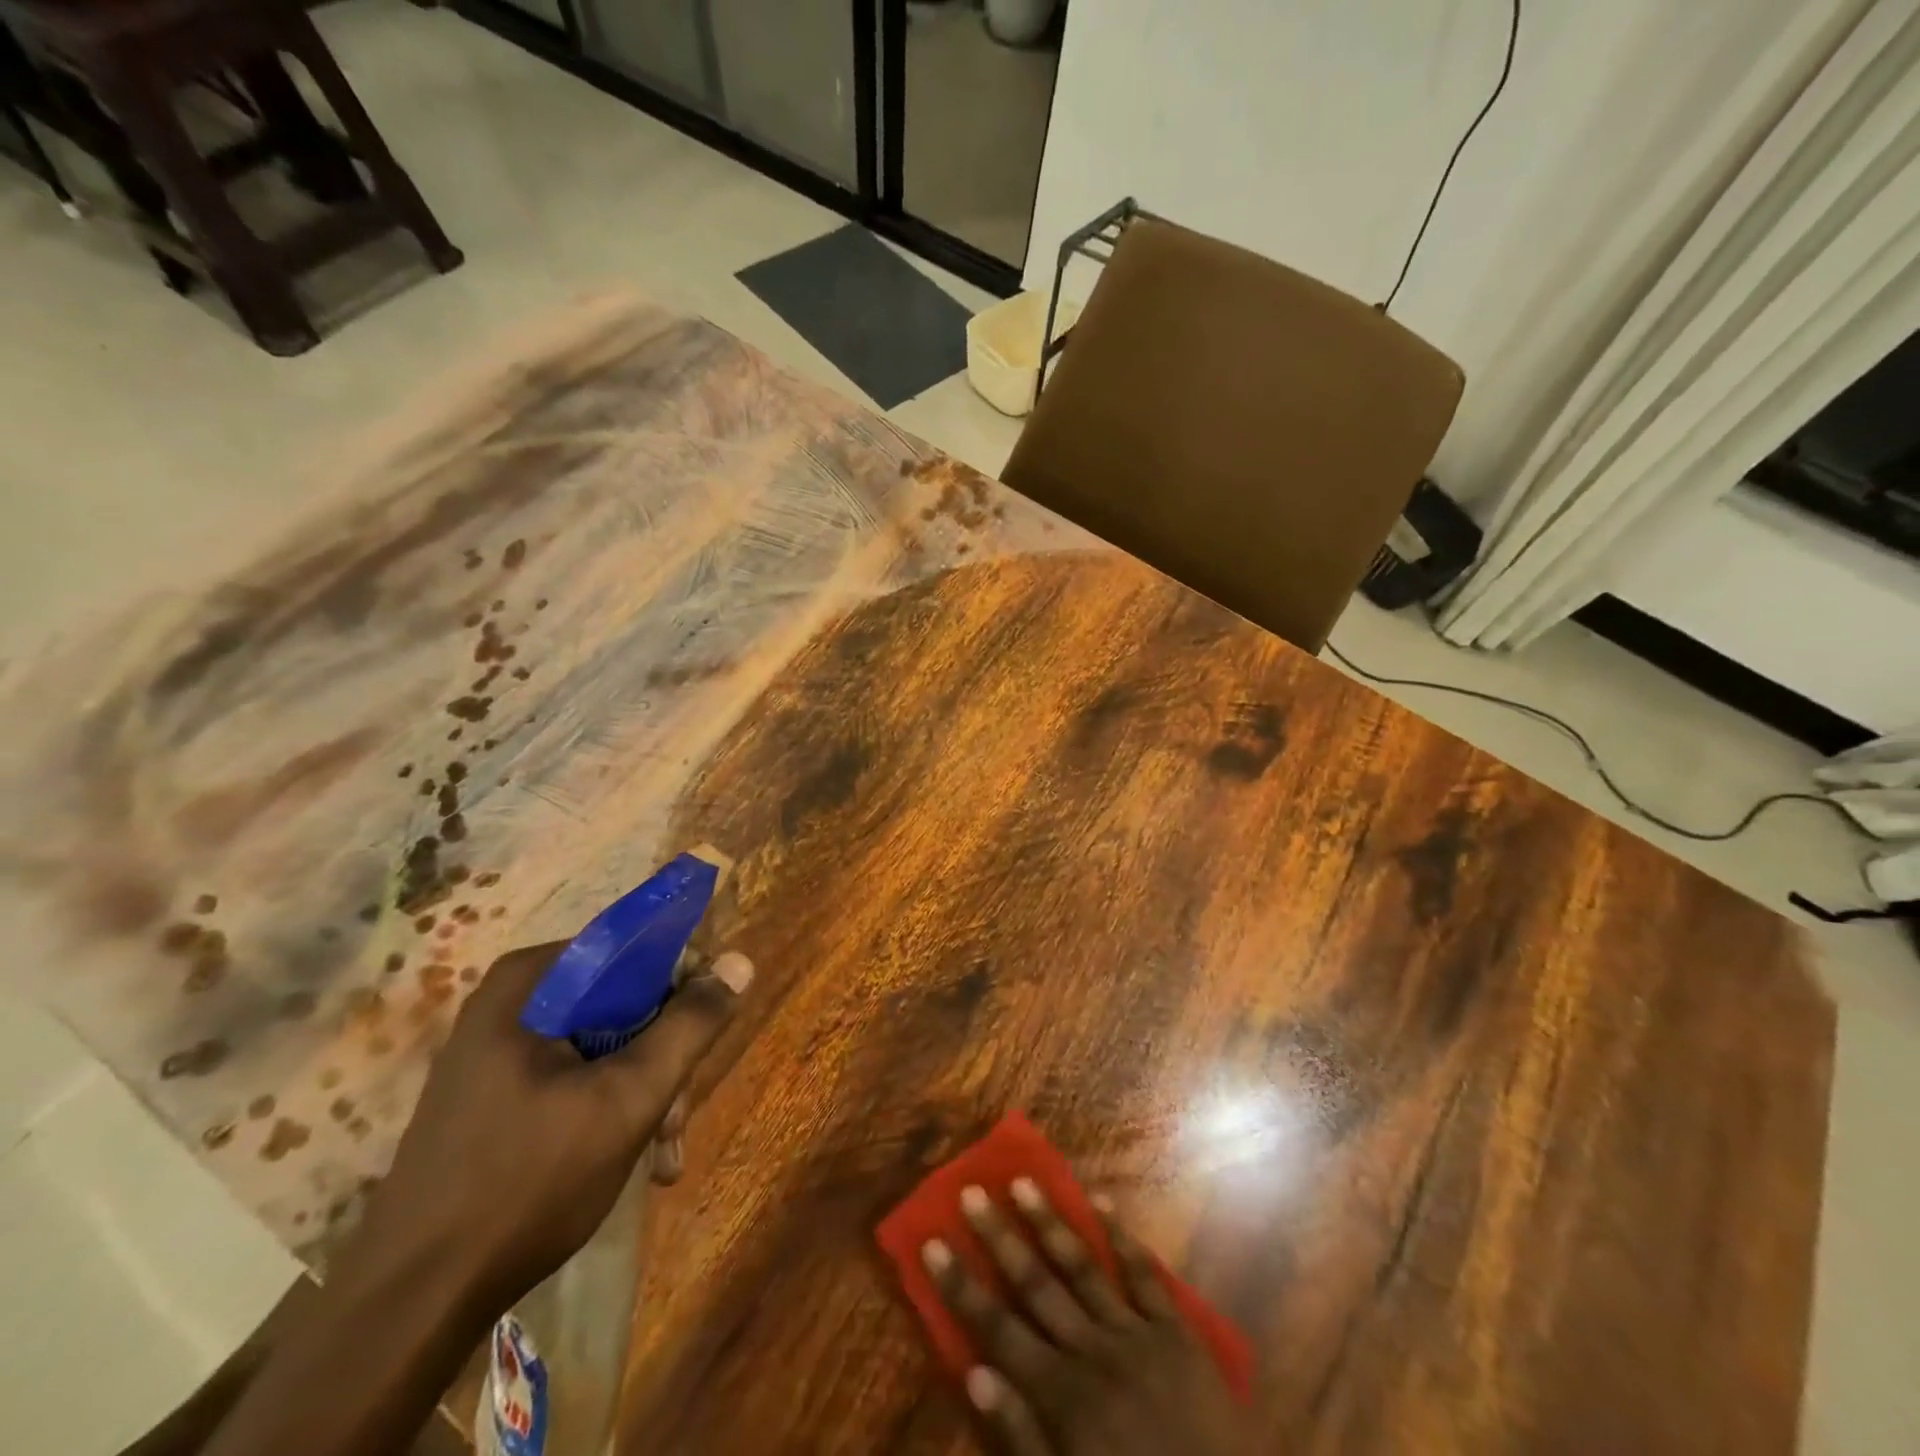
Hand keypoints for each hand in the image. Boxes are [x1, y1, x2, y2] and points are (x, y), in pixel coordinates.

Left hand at [357, 941, 753, 1317]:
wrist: (410, 1306)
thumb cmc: (526, 1184)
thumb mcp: (629, 1099)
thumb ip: (690, 1026)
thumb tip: (740, 960)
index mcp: (532, 981)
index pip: (636, 947)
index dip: (684, 983)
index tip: (706, 1033)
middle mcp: (513, 1000)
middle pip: (624, 999)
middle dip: (663, 1057)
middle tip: (677, 1117)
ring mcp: (500, 1047)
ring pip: (606, 1041)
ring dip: (646, 1091)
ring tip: (663, 1153)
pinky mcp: (496, 1091)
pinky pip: (576, 1074)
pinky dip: (612, 1108)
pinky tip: (637, 1161)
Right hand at [922, 1182, 1251, 1455]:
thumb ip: (1021, 1438)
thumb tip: (974, 1373)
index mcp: (1063, 1396)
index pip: (997, 1328)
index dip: (961, 1285)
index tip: (933, 1242)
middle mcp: (1093, 1351)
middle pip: (1035, 1284)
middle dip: (999, 1237)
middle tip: (972, 1192)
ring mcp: (1137, 1334)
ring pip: (1083, 1266)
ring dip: (1050, 1222)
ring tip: (1024, 1181)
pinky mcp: (1177, 1330)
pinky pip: (1145, 1274)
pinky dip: (1122, 1235)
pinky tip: (1100, 1200)